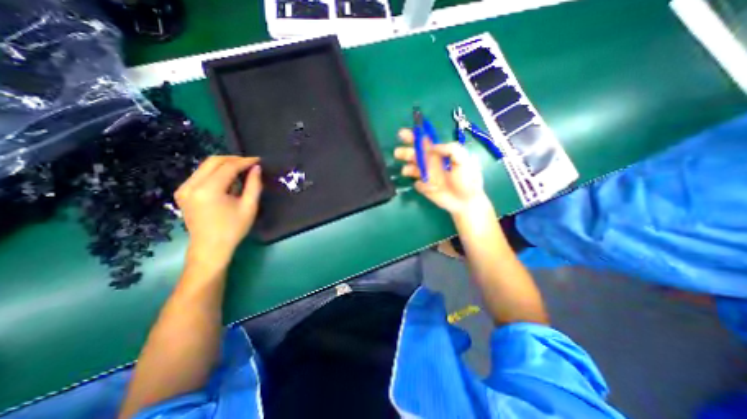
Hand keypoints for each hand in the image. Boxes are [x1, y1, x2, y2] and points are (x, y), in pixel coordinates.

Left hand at [174, 155, 261, 266]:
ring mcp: (183, 188)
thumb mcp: (249, 207)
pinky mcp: (182, 192)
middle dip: (234, 159)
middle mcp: (191, 185)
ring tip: (242, 170)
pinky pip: (201, 174)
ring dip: (225, 165)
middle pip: (213, 161)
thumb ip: (254, 185)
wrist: (210, 247)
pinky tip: (228, 180)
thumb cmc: (233, 229)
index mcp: (209, 190)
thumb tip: (256, 168)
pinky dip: (216, 172)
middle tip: (250, 163)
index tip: (258, 160)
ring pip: (205, 166)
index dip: (244, 161)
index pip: (228, 167)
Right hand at [392, 128, 488, 214]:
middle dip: (405, 151)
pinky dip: (419, 184)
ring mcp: (426, 175)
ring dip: (407, 168)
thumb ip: (451, 149)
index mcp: (439, 153)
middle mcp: (430, 162)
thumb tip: (433, 147)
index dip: (415, 136)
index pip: (425, 142)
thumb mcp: (464, 160)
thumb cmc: (467, 179)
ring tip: (407, 171)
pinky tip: (428, 187)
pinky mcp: (424, 187)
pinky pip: (416, 183)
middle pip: (414, 154)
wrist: (466, 201)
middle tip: (398, 152)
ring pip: (411, 168)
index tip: (405, 135)